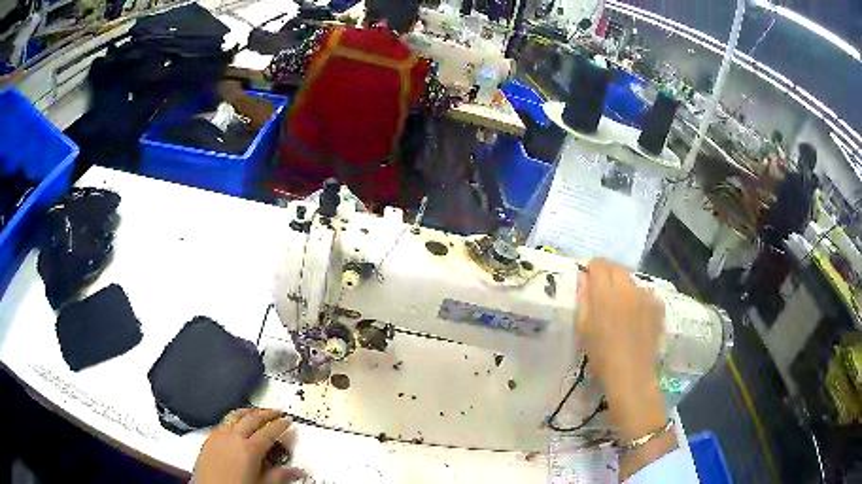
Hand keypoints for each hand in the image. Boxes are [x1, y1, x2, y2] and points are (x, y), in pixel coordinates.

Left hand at [193, 408, 304, 483]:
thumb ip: (278, 476)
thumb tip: (296, 471)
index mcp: (249, 449)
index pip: (269, 431)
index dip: (281, 425)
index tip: (288, 421)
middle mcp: (233, 437)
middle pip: (252, 418)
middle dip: (267, 413)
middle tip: (277, 412)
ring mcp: (218, 435)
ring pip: (235, 415)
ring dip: (249, 412)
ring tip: (256, 412)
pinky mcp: (208, 438)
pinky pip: (223, 422)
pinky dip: (234, 418)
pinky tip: (236, 423)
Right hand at [577, 259, 663, 399]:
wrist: (631, 374)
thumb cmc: (601, 354)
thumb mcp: (584, 327)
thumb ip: (583, 298)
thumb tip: (583, 277)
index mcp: (606, 292)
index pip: (598, 264)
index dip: (591, 269)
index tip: (588, 281)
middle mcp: (627, 287)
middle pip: (616, 268)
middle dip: (607, 274)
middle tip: (602, 293)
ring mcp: (645, 295)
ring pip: (631, 280)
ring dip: (624, 287)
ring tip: (621, 307)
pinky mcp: (657, 305)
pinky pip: (646, 293)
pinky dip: (639, 298)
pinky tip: (636, 316)